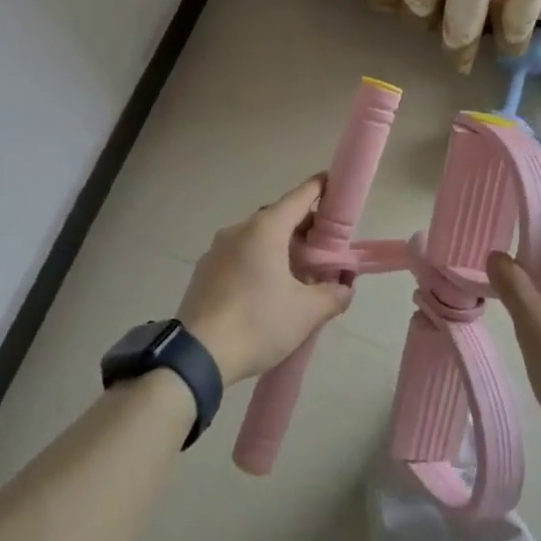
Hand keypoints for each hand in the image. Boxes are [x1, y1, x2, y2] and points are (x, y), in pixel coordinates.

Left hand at [176, 175, 353, 387]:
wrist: (197, 355)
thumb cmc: (257, 323)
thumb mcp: (306, 313)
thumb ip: (332, 294)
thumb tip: (343, 286)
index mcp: (264, 229)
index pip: (298, 197)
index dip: (318, 188)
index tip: (333, 184)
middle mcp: (238, 230)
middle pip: (277, 217)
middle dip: (302, 226)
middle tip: (323, 247)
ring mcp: (216, 249)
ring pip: (256, 237)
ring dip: (279, 246)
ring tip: (297, 273)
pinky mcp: (204, 270)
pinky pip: (238, 255)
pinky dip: (257, 261)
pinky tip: (266, 289)